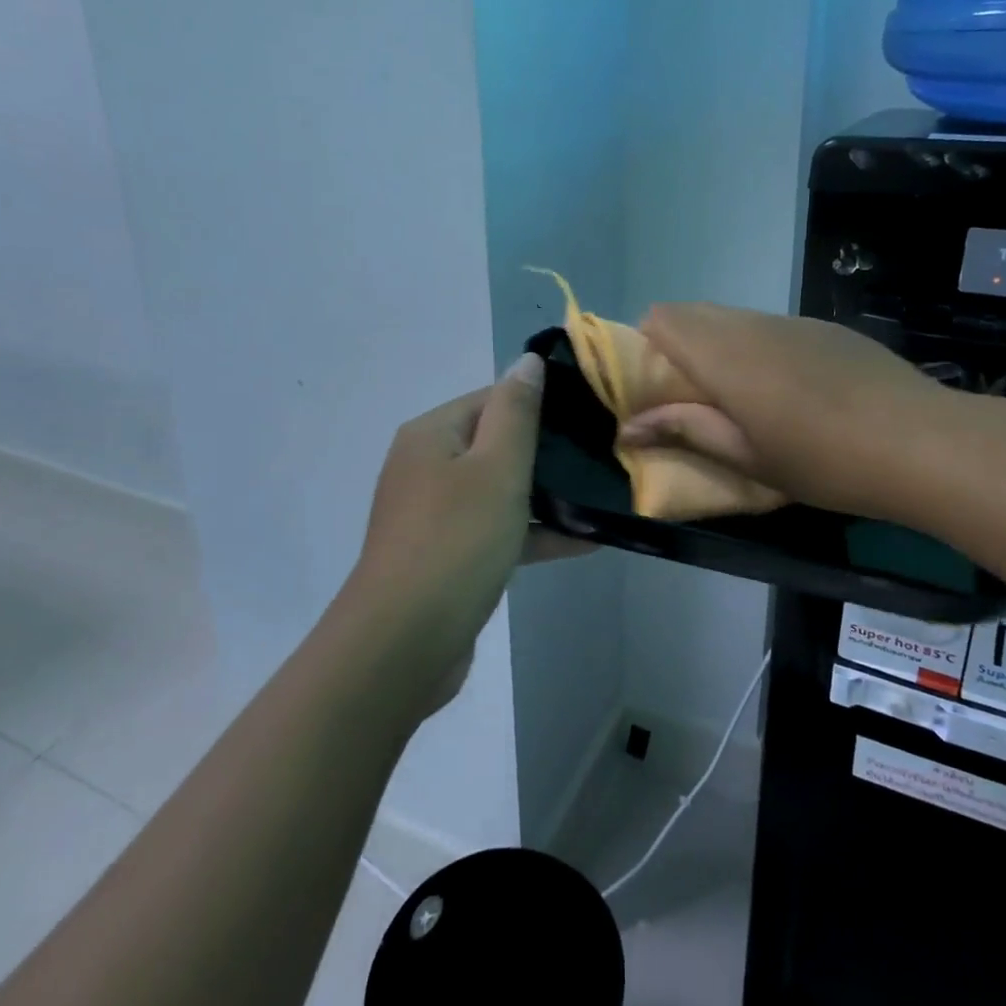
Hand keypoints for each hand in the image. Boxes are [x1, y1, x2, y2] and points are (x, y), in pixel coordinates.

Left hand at [345, 353, 589, 714]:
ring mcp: (435, 514)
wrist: (403, 645)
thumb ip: (516, 411)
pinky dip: (533, 532)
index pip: (492, 397)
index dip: (540, 401)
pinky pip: (497, 530)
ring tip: (601, 494)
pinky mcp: (448, 555)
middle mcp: (427, 466)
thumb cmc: (454, 541)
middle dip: (546, 450)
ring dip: (546, 494)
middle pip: (496, 443)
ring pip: (499, 490)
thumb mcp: (495, 468)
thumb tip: (527, 360)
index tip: (589, 413)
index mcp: (432, 435)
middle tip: (602, 453)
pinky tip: (586, 541)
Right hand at [618, 304, 953, 522]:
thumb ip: (685, 430)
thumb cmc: (823, 460)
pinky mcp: (824, 327)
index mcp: (723, 354)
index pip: (660, 318)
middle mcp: (751, 324)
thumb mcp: (747, 457)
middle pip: (693, 312)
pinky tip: (793, 389)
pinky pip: (770, 325)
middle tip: (695, 398)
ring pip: (733, 318)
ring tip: (744, 397)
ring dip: (719, 345)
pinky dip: (758, 346)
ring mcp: (792, 321)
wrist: (923, 441)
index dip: (646, 346)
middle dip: (678, 345)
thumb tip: (628, 427)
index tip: (656, 388)